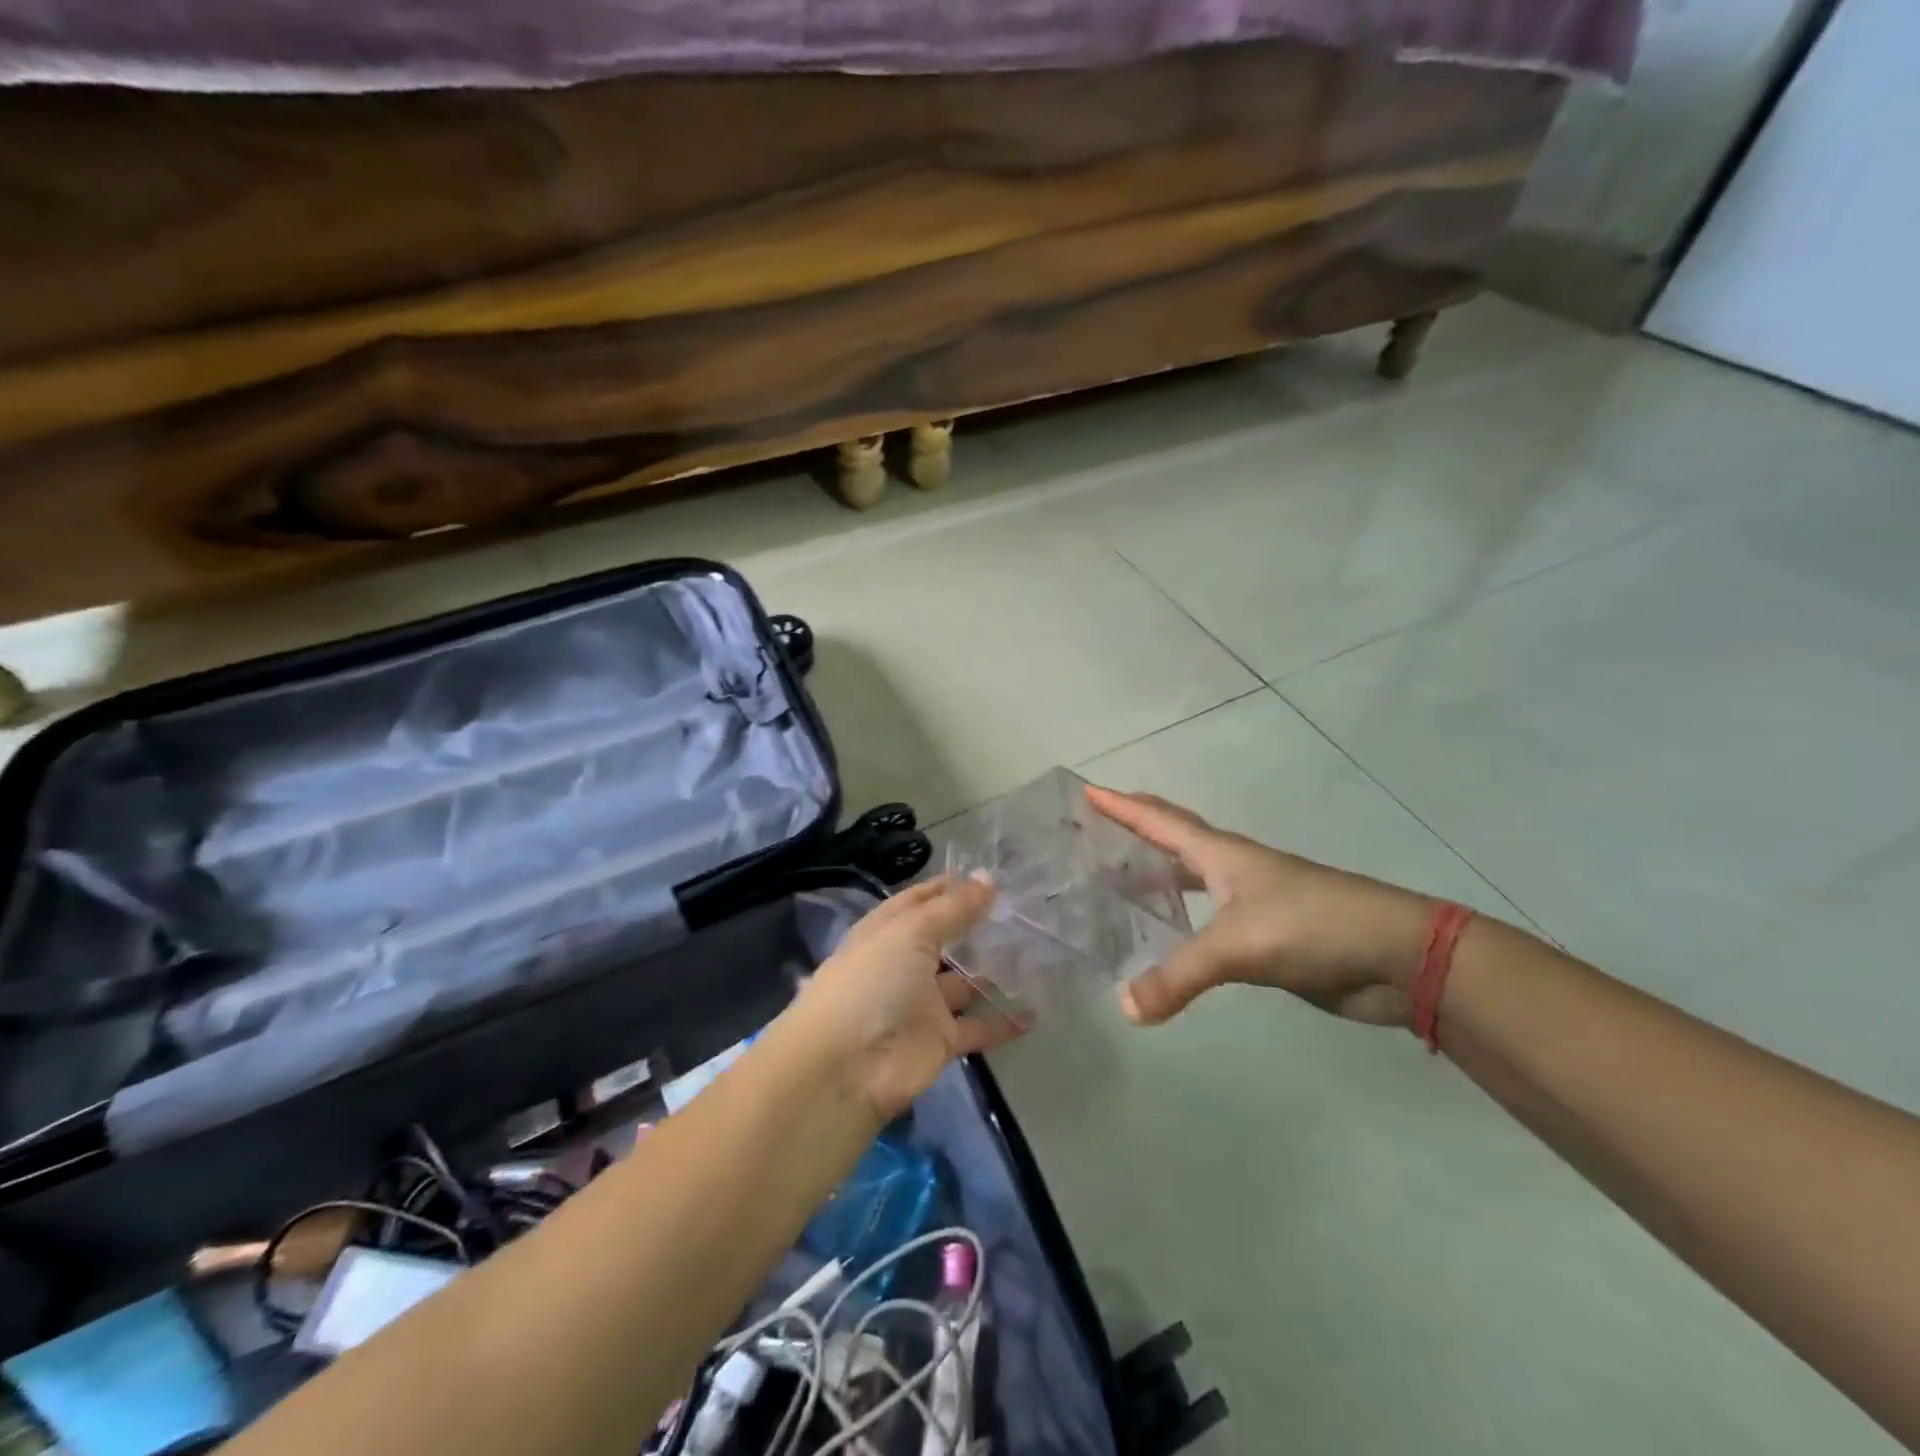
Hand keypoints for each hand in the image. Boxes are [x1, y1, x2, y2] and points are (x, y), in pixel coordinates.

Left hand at [789, 875, 1024, 1121]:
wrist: (847, 1067)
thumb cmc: (873, 983)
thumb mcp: (911, 932)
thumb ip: (953, 908)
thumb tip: (988, 879)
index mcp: (887, 931)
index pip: (920, 901)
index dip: (949, 888)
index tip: (989, 877)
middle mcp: (904, 964)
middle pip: (945, 939)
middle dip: (977, 927)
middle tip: (1023, 912)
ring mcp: (922, 1003)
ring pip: (964, 982)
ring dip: (994, 972)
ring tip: (1038, 954)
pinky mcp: (939, 1040)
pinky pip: (977, 1027)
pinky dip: (1002, 1021)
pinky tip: (1034, 1011)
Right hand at [1086, 786, 1435, 1027]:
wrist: (1397, 956)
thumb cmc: (1313, 926)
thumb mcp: (1238, 946)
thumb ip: (1179, 976)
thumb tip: (1126, 1009)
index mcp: (1223, 855)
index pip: (1160, 821)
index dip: (1122, 806)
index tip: (1087, 791)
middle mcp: (1233, 870)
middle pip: (1177, 839)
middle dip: (1138, 830)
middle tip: (1098, 831)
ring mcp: (1253, 902)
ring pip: (1193, 879)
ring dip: (1159, 874)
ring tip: (1121, 881)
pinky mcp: (1267, 937)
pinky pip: (1209, 921)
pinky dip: (1183, 920)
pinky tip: (1169, 937)